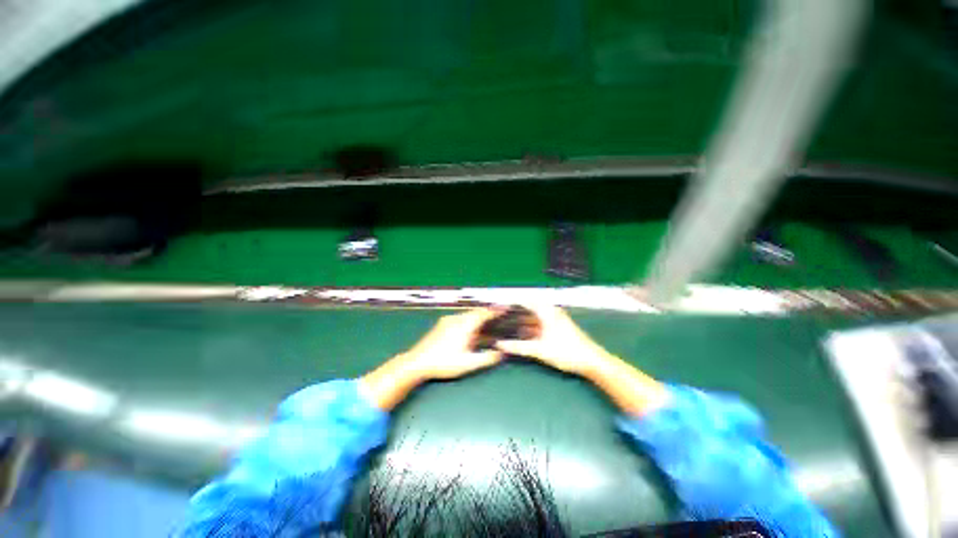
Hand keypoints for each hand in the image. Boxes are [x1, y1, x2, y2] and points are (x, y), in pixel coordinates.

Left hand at [401, 308, 503, 379]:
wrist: (417, 362)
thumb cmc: (444, 363)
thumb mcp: (468, 363)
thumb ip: (486, 358)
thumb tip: (502, 353)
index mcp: (465, 325)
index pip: (484, 313)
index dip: (496, 310)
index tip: (506, 308)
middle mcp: (457, 319)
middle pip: (476, 312)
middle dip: (488, 313)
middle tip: (499, 316)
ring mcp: (448, 320)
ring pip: (468, 315)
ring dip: (479, 318)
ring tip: (488, 324)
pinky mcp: (442, 324)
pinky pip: (461, 318)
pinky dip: (470, 321)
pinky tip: (471, 330)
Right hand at [493, 304, 613, 376]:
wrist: (592, 361)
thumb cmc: (566, 351)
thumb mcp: (539, 350)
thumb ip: (518, 347)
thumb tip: (499, 344)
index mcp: (547, 311)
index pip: (526, 300)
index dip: (512, 301)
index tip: (499, 305)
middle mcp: (551, 312)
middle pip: (529, 308)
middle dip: (515, 312)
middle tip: (500, 316)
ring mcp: (555, 319)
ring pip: (534, 317)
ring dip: (522, 320)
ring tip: (507, 325)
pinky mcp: (558, 328)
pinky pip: (539, 323)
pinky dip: (530, 327)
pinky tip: (521, 334)